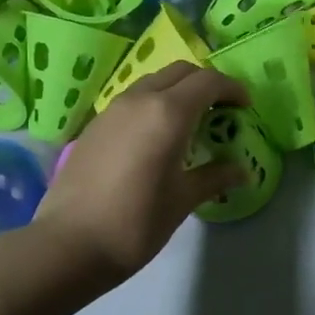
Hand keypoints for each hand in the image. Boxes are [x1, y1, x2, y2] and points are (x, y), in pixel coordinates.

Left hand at [33, 63, 248, 281]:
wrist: (69, 243)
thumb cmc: (136, 222)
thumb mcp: (183, 200)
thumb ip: (215, 177)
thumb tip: (242, 171)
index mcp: (168, 113)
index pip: (209, 82)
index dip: (232, 89)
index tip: (245, 107)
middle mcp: (140, 99)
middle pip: (181, 71)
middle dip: (205, 84)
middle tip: (221, 111)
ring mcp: (113, 109)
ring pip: (154, 81)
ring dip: (178, 91)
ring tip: (190, 123)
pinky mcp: (95, 124)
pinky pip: (133, 99)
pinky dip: (154, 103)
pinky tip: (156, 136)